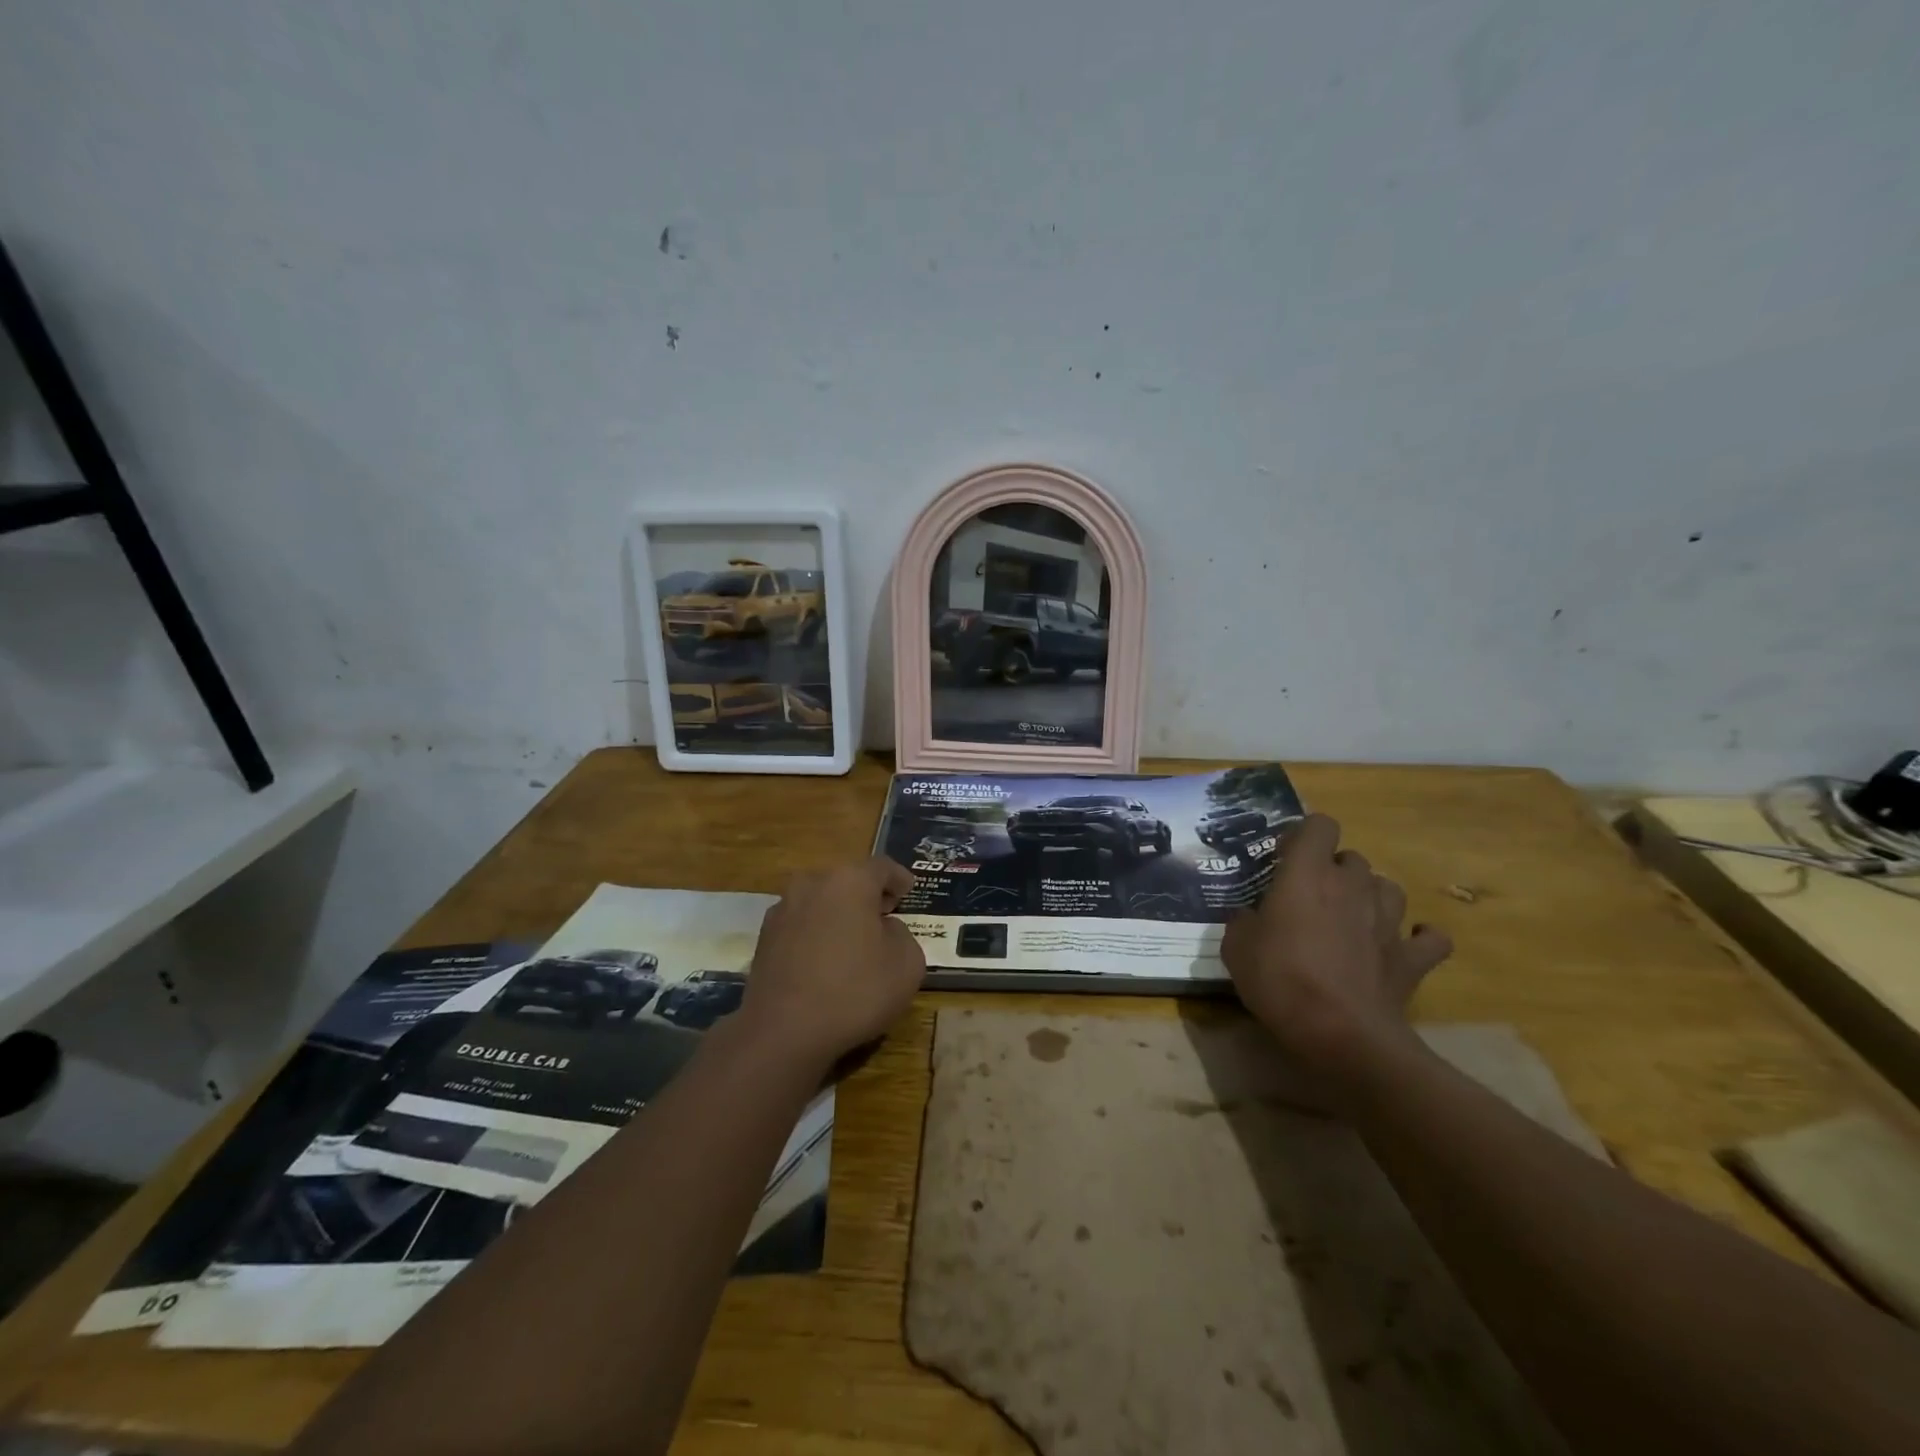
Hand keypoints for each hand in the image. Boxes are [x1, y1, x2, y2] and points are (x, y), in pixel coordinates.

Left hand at [739, 858, 926, 1070]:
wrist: (783, 1031)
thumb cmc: (855, 991)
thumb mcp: (907, 964)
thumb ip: (902, 934)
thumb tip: (884, 929)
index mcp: (850, 880)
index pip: (882, 867)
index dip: (899, 879)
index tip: (909, 891)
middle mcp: (812, 883)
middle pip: (847, 880)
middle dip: (867, 894)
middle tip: (885, 914)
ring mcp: (783, 909)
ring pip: (821, 901)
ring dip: (839, 913)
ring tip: (854, 939)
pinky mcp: (764, 937)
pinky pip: (801, 924)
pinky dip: (817, 932)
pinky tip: (825, 959)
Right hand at [1221, 814, 1451, 1079]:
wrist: (1342, 1033)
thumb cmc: (1281, 980)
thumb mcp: (1236, 949)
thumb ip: (1242, 922)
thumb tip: (1248, 917)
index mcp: (1307, 875)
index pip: (1319, 825)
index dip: (1304, 836)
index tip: (1286, 859)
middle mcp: (1352, 886)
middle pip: (1352, 857)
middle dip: (1334, 870)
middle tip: (1312, 897)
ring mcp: (1388, 920)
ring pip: (1388, 887)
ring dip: (1372, 895)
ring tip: (1353, 916)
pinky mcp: (1412, 957)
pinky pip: (1429, 938)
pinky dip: (1419, 937)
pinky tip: (1403, 945)